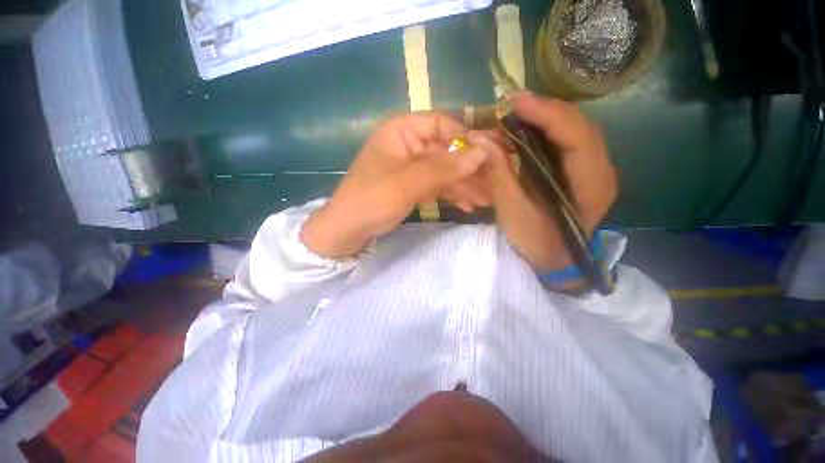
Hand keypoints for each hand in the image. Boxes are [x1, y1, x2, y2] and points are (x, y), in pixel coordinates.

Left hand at [301, 112, 491, 257]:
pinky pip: (437, 185)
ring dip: (464, 185)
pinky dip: (452, 194)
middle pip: (446, 150)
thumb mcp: (410, 182)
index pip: (442, 124)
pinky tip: (468, 205)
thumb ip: (446, 167)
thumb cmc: (373, 199)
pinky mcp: (413, 185)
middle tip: (493, 184)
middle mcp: (409, 144)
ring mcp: (411, 167)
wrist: (349, 229)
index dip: (466, 137)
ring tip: (485, 200)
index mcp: (401, 131)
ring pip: (444, 170)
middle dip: (469, 169)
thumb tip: (483, 151)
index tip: (489, 154)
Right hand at [476, 91, 617, 272]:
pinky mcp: (584, 172)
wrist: (553, 261)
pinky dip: (546, 132)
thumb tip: (481, 138)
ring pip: (574, 130)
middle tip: (510, 106)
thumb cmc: (534, 240)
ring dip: (545, 119)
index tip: (513, 101)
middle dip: (543, 111)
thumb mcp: (512, 209)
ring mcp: (595, 169)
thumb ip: (499, 172)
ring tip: (516, 115)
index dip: (545, 112)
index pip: (575, 134)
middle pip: (578, 125)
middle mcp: (602, 169)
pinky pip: (567, 142)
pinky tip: (527, 131)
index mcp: (591, 183)